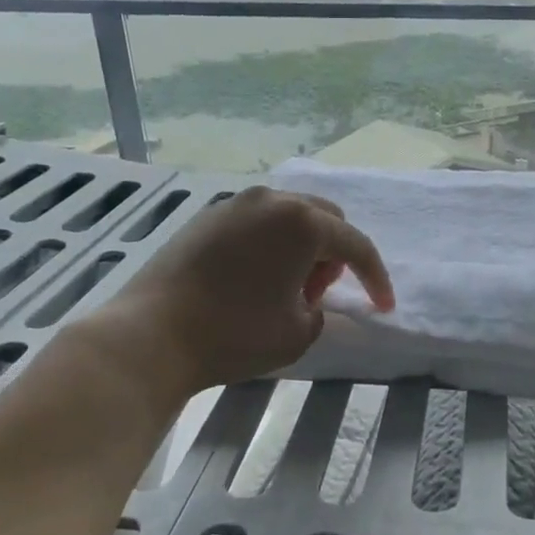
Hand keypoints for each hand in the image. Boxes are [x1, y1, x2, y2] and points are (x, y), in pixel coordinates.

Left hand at [81, 186, 393, 399]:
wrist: (152, 334)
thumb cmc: (235, 333)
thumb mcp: (298, 333)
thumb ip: (320, 309)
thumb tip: (308, 296)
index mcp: (302, 222)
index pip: (355, 245)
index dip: (375, 278)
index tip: (383, 306)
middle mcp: (272, 200)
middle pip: (324, 218)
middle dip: (334, 253)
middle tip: (319, 292)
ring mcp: (235, 204)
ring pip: (289, 215)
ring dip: (302, 245)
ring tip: (285, 285)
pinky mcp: (206, 216)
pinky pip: (256, 222)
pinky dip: (270, 242)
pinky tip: (253, 276)